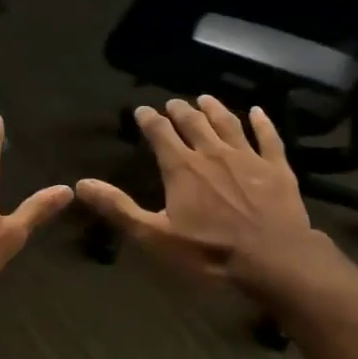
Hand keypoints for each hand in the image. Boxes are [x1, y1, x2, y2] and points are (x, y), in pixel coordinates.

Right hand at [76, 96, 338, 292]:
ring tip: (205, 99)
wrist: (272, 259)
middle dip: (180, 111)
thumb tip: (81, 184)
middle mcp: (212, 153)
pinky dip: (262, 123)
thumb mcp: (154, 236)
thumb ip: (119, 208)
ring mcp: (248, 157)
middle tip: (173, 104)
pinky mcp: (276, 168)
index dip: (149, 120)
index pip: (160, 133)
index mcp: (181, 167)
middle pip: (193, 123)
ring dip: (215, 109)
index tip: (141, 110)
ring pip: (228, 124)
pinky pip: (268, 138)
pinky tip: (258, 112)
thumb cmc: (208, 251)